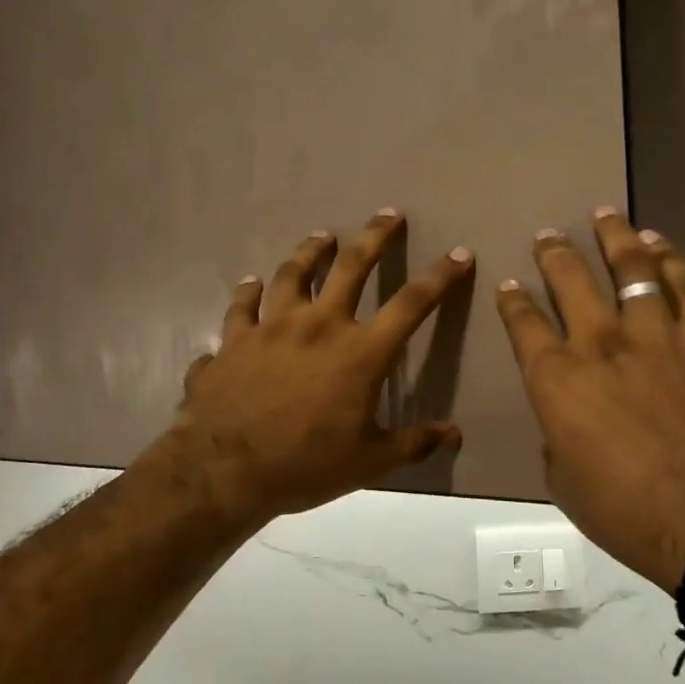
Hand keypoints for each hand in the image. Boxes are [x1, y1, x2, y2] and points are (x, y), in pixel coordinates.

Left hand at [166, 210, 471, 519]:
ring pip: (292, 273)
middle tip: (387, 214)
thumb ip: (413, 443)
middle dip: (374, 237)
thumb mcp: (370, 462)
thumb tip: (454, 434)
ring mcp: (271, 327)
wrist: (225, 470)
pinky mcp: (234, 339)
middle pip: (352, 267)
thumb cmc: (306, 465)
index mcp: (360, 352)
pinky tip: (250, 284)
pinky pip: (241, 306)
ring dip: (309, 252)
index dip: (440, 277)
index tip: (458, 254)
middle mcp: (318, 325)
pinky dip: (247, 292)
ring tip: (321, 237)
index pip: (411, 304)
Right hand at [495, 210, 684, 592]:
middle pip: (577, 279)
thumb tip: (569, 422)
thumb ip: (560, 436)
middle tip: (552, 234)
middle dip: (558, 252)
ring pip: (655, 272)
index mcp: (562, 375)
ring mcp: (674, 338)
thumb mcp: (563, 480)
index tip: (510, 283)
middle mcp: (612, 341)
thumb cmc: (623, 510)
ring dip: (639, 246)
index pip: (525, 322)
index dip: (513, 299)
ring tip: (634, 231)